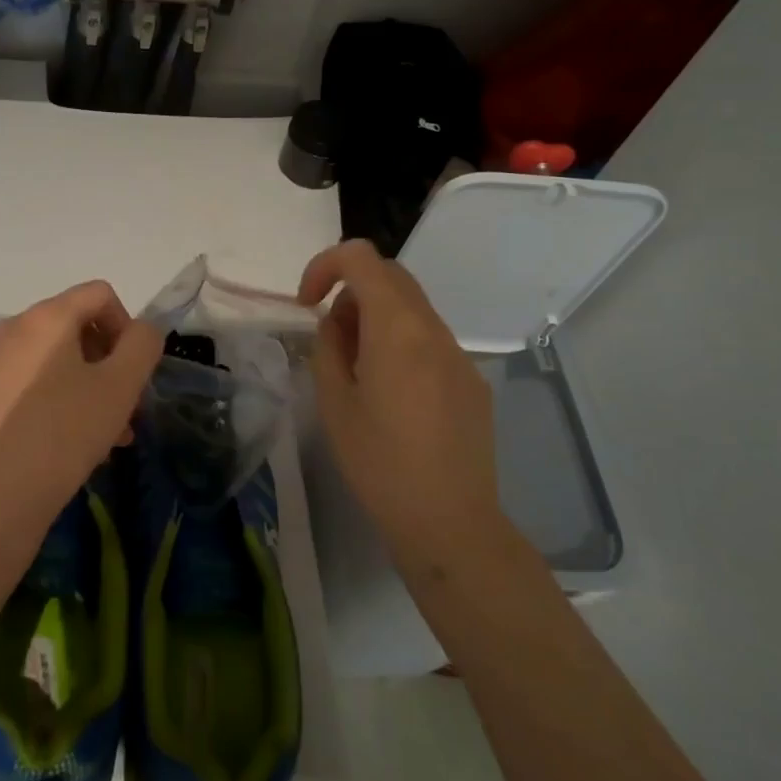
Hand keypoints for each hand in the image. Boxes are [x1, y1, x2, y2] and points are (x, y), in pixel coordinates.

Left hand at [0, 280, 162, 528]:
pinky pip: (25, 385)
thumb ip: (142, 346)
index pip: (100, 294)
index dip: (127, 326)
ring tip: (103, 438)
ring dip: (84, 388)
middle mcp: (11, 329)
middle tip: (123, 411)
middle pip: (74, 328)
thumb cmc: (61, 436)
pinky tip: (63, 446)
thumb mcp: (119, 388)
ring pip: (51, 362)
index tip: (133, 373)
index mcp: (45, 317)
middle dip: (107, 363)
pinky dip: (52, 402)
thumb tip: (140, 331)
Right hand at [299, 241, 498, 561]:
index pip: (362, 258)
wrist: (449, 521)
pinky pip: (430, 341)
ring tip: (359, 372)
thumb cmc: (379, 463)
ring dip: (377, 319)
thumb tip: (336, 323)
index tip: (308, 303)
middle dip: (351, 291)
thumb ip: (329, 347)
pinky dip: (402, 344)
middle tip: (332, 338)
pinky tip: (394, 397)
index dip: (325, 266)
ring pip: (412, 309)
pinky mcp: (472, 381)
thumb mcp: (334, 403)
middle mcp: (434, 330)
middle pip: (391, 277)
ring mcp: (459, 355)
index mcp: (397, 329)